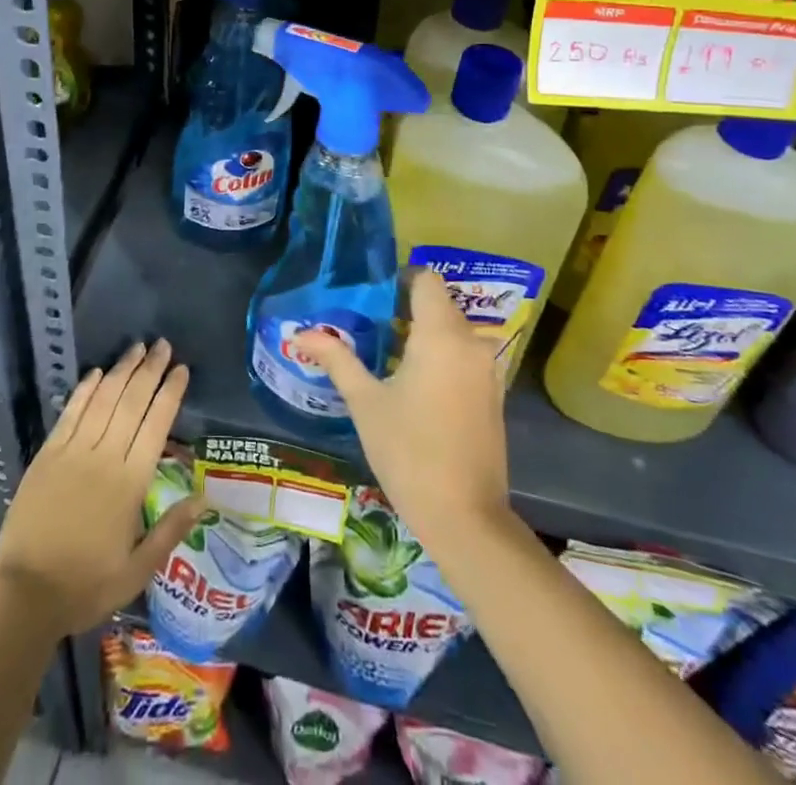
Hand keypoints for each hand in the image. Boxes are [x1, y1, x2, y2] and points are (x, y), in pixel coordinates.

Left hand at [0, 339, 203, 639]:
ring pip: (103, 399)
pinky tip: (97, 372)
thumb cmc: (86, 586)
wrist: (24, 594)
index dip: (169, 393)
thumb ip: (171, 530)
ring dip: (121, 370)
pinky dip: (85, 389)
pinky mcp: (48, 454)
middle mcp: (104, 457)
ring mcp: (73, 452)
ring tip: (137, 348)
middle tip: (163, 344)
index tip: (181, 369)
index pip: (156, 424)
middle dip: (149, 370)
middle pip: (131, 402)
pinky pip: (71, 412)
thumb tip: (205, 498)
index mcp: (130, 483)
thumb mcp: (137, 570)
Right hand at [294, 269, 512, 546]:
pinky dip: (442, 357)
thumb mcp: (365, 402)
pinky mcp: (493, 396)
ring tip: (387, 353)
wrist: (465, 517)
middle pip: (440, 304)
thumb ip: (336, 359)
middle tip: (368, 325)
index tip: (371, 295)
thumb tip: (301, 334)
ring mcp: (488, 371)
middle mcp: (472, 343)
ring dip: (424, 334)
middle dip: (406, 308)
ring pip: (454, 332)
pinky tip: (414, 383)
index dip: (400, 279)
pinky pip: (465, 357)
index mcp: (442, 335)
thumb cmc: (409, 451)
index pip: (426, 280)